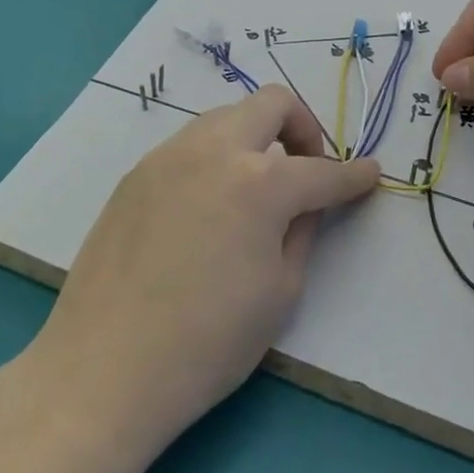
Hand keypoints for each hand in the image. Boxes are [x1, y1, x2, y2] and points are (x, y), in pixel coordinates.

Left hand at [30, 85, 380, 457]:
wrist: (104, 369)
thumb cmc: (207, 342)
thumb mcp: (280, 292)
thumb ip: (302, 231)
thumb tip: (307, 204)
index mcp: (260, 183)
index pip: (322, 170)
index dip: (353, 175)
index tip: (370, 174)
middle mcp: (214, 151)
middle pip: (271, 103)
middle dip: (302, 126)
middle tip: (306, 167)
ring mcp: (168, 156)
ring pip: (225, 117)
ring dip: (254, 138)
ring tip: (256, 188)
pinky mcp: (136, 174)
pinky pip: (189, 146)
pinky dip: (215, 158)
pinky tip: (209, 206)